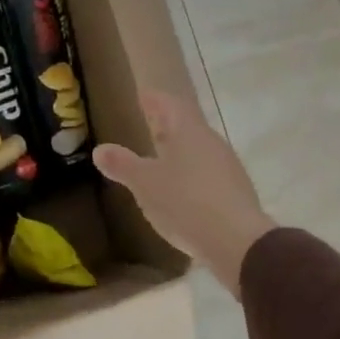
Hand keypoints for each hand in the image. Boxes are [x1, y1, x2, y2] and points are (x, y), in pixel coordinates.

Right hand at [93, 91, 277, 298]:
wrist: (238, 242)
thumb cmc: (185, 202)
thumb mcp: (144, 184)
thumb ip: (122, 165)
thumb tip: (101, 149)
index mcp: (188, 131)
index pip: (168, 104)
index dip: (153, 99)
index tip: (141, 95)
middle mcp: (210, 142)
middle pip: (185, 125)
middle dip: (165, 125)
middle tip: (146, 124)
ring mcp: (227, 167)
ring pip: (197, 150)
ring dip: (178, 150)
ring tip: (158, 158)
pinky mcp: (234, 192)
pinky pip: (206, 173)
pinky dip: (189, 173)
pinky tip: (179, 189)